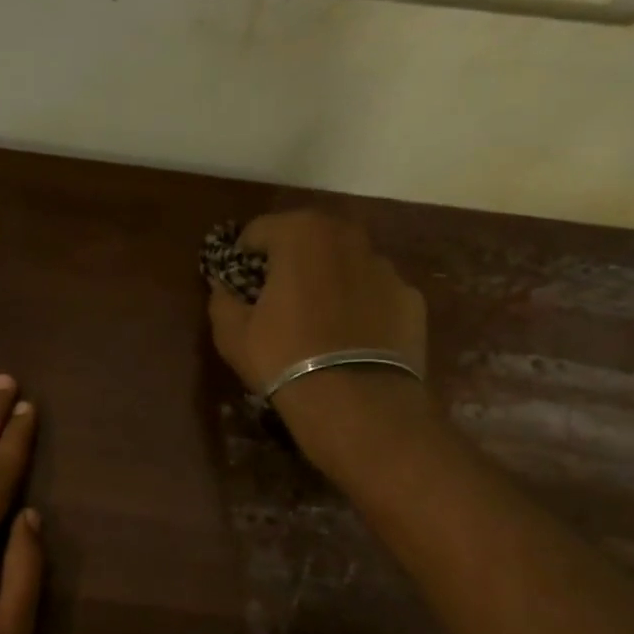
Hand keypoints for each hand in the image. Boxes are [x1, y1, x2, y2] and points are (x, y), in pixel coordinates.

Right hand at [206, 210, 427, 388]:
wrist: (357, 403)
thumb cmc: (284, 358)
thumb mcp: (232, 333)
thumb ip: (222, 299)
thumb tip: (222, 287)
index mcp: (301, 234)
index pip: (258, 231)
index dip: (243, 257)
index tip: (238, 285)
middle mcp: (348, 237)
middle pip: (308, 239)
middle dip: (291, 262)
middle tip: (278, 299)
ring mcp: (386, 267)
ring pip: (346, 264)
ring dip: (329, 281)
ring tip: (319, 322)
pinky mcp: (412, 299)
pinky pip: (375, 294)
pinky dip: (362, 307)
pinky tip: (352, 340)